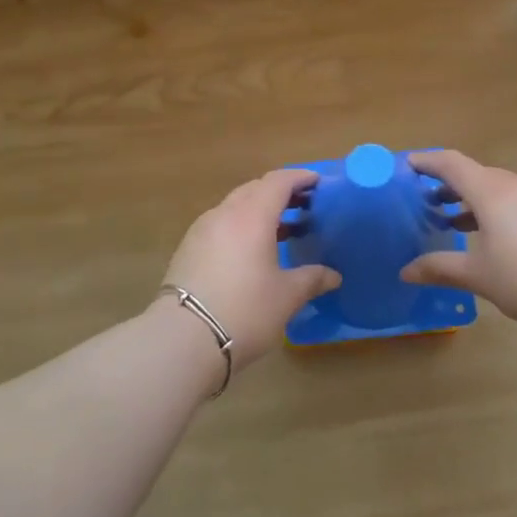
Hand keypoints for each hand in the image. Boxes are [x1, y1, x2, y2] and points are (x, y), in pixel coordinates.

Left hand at [161, 169, 340, 372]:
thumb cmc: (245, 310)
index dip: (300, 177)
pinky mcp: (188, 250)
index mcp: (252, 216)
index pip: (278, 181)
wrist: (183, 339)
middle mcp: (224, 214)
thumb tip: (333, 276)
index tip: (319, 183)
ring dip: (260, 210)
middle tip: (305, 206)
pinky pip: (221, 225)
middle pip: (255, 189)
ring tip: (283, 229)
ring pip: (235, 207)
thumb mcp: (287, 296)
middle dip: (281, 193)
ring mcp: (201, 231)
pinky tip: (252, 251)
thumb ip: (312, 279)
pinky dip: (242, 227)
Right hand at [401, 151, 516, 334]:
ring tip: (457, 222)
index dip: (427, 162)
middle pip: (477, 175)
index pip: (452, 164)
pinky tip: (500, 236)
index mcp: (492, 191)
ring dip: (476, 200)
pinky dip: (502, 209)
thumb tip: (405, 272)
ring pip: (502, 188)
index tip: (407, 165)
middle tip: (427, 204)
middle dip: (450, 186)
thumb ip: (440, 268)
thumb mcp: (479, 276)